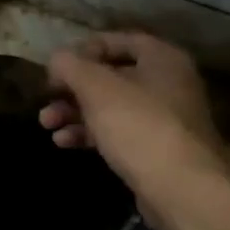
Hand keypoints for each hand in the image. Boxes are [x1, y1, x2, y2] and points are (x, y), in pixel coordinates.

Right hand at [41, 32, 228, 229]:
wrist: (182, 190)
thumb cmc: (139, 126)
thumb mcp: (96, 88)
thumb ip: (71, 66)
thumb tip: (57, 59)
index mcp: (162, 58)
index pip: (118, 40)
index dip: (84, 50)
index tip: (57, 67)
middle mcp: (168, 83)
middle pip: (111, 76)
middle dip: (73, 88)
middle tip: (46, 98)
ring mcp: (164, 119)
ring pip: (111, 106)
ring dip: (76, 112)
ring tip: (46, 124)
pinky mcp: (157, 150)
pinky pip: (119, 132)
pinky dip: (91, 133)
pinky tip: (63, 142)